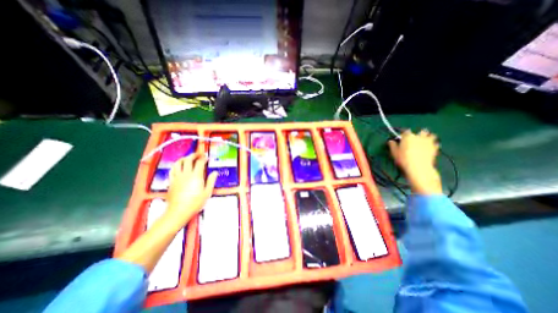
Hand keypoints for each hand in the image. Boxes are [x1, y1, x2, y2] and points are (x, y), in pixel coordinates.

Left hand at [165, 156, 215, 225]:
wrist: (178, 212)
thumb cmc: (195, 202)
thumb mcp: (207, 192)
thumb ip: (211, 181)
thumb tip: (215, 172)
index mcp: (196, 176)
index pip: (199, 163)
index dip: (203, 158)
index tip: (207, 157)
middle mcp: (185, 174)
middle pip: (188, 160)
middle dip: (194, 155)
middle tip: (199, 154)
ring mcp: (177, 177)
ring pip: (178, 163)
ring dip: (184, 158)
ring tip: (188, 158)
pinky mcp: (171, 181)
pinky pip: (172, 170)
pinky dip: (176, 165)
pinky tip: (179, 166)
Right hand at [389, 129, 442, 193]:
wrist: (418, 168)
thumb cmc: (403, 159)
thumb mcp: (394, 152)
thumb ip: (392, 145)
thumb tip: (391, 141)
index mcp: (408, 136)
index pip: (405, 131)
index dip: (403, 134)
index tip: (401, 138)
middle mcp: (419, 136)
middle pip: (421, 131)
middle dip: (419, 134)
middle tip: (415, 139)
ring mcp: (429, 142)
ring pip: (431, 135)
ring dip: (428, 137)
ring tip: (424, 142)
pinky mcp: (435, 148)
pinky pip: (436, 143)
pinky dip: (433, 144)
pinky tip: (430, 148)